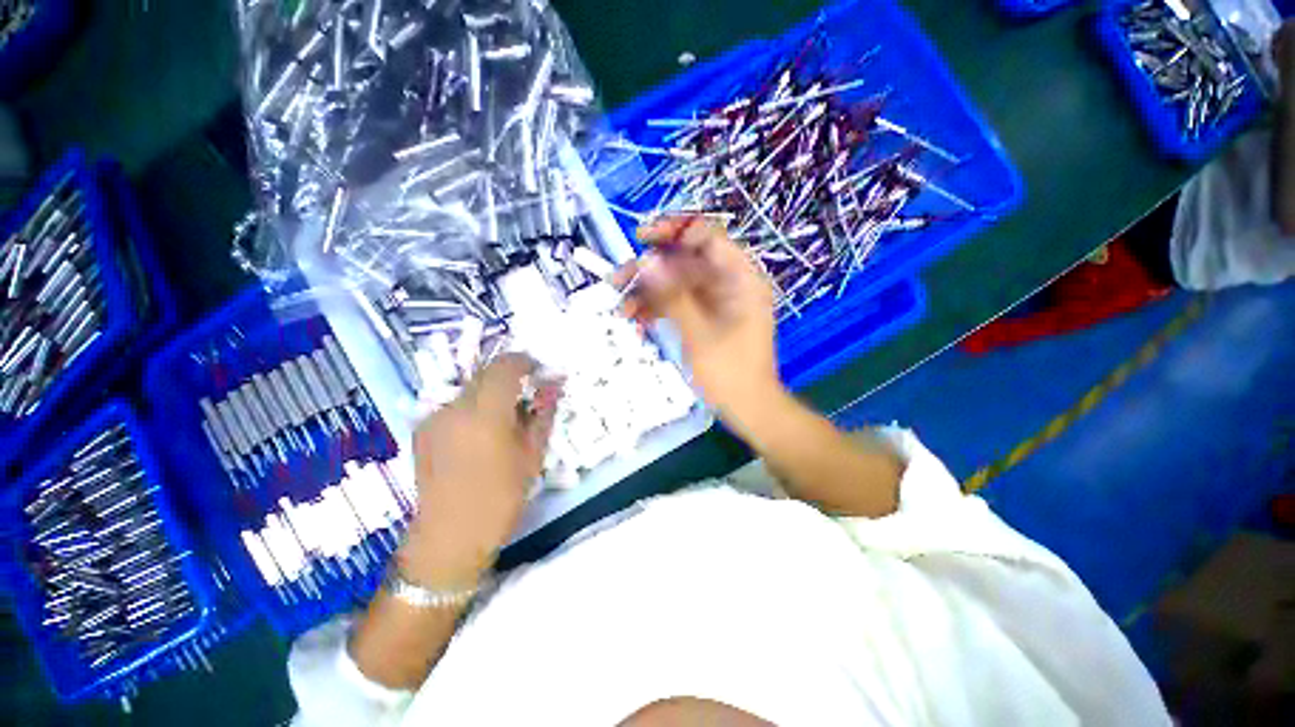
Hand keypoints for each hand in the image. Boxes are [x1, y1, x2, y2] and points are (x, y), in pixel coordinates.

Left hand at [401, 354, 560, 586]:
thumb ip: (543, 414)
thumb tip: (554, 385)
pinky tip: (482, 432)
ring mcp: (434, 417)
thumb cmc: (500, 498)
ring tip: (506, 417)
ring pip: (469, 388)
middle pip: (485, 373)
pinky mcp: (423, 430)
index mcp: (485, 413)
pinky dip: (474, 407)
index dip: (525, 361)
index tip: (539, 370)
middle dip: (509, 376)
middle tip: (528, 394)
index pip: (505, 366)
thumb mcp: (532, 455)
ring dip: (491, 393)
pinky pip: (455, 405)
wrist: (449, 538)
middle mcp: (454, 407)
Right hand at [617, 215, 781, 421]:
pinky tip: (637, 321)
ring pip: (677, 283)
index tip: (641, 238)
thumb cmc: (730, 373)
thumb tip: (645, 261)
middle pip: (685, 260)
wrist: (749, 409)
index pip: (706, 236)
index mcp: (739, 277)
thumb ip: (672, 296)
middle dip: (650, 270)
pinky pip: (679, 303)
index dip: (673, 230)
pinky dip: (658, 309)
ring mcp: (716, 300)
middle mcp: (728, 282)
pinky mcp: (706, 317)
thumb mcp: (698, 334)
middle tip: (617, 280)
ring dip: (648, 293)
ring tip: (622, 308)